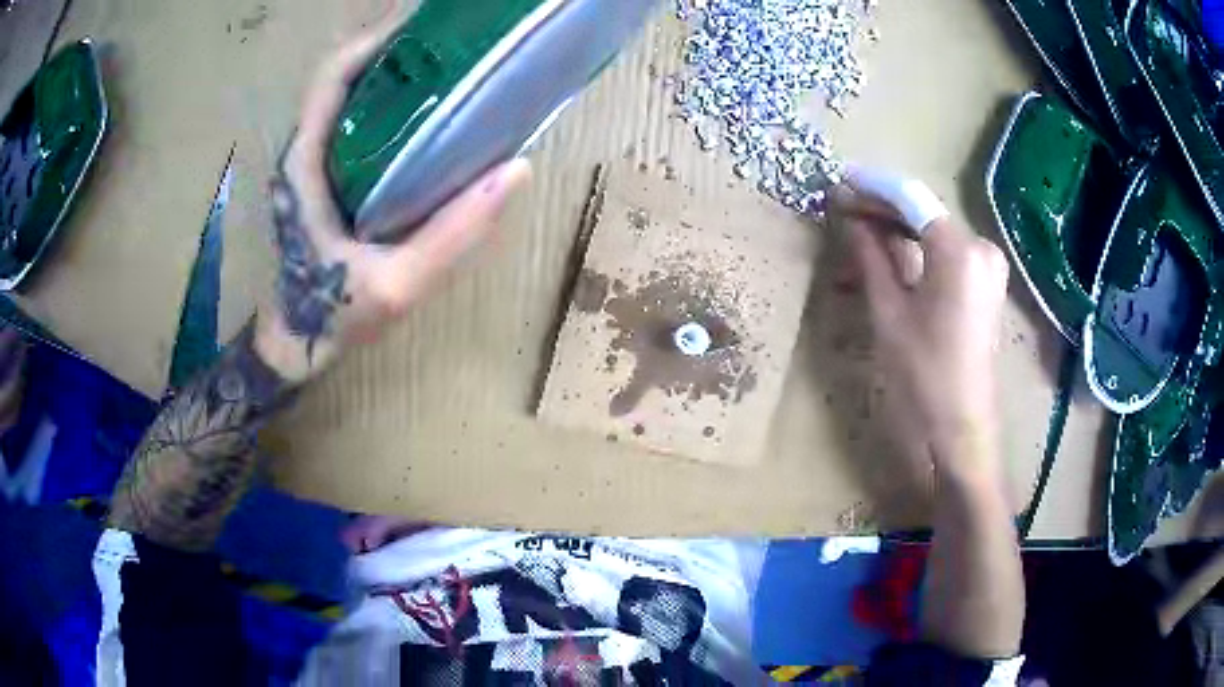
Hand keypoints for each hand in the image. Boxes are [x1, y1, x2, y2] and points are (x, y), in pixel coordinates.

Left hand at [253, 19, 531, 382]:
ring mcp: (314, 162)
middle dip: (391, 45)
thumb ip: (453, 234)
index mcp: (307, 164)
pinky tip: (430, 104)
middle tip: (451, 35)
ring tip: (447, 57)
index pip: (331, 78)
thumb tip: (516, 170)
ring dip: (391, 67)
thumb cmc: (333, 315)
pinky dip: (389, 98)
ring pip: (347, 95)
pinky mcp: (325, 175)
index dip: (374, 40)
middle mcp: (305, 151)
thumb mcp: (397, 285)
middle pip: (342, 76)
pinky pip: (354, 120)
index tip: (425, 21)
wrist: (296, 343)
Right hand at [830, 182, 1008, 481]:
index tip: (838, 181)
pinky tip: (886, 258)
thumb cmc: (922, 378)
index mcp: (959, 251)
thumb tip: (851, 219)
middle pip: (924, 214)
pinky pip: (945, 256)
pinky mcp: (985, 287)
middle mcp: (980, 249)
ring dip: (896, 234)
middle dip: (882, 211)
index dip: (872, 187)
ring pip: (933, 235)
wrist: (960, 432)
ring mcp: (987, 268)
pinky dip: (916, 253)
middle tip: (841, 212)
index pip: (910, 198)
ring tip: (856, 239)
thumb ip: (871, 257)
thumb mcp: (888, 314)